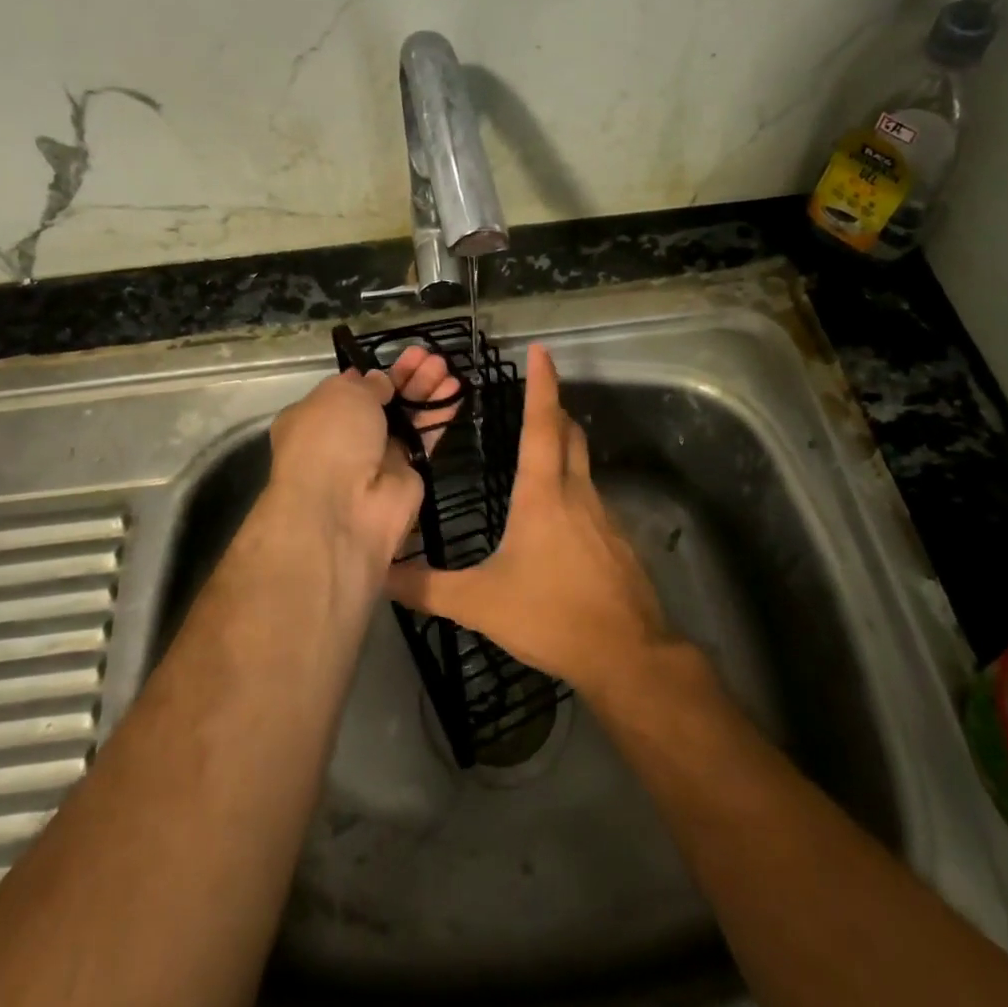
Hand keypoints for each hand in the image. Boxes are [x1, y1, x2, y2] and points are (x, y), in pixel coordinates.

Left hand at [263, 345, 459, 582]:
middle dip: (406, 377)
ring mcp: (376, 458)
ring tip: (447, 367)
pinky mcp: (406, 475)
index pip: (347, 391)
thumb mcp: (342, 394)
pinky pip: (425, 439)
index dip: (373, 374)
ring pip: (406, 417)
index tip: (396, 358)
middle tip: (430, 357)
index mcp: (315, 417)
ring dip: (426, 391)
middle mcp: (344, 438)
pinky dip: (439, 415)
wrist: (344, 508)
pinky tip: (457, 392)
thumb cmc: (331, 439)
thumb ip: (366, 383)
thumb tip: (379, 381)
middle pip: (382, 401)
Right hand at [387, 344, 670, 697]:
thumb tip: (380, 573)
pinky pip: (592, 499)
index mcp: (542, 494)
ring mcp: (603, 516)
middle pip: (570, 434)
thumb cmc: (551, 616)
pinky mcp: (618, 541)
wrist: (627, 655)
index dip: (541, 384)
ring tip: (538, 454)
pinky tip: (557, 521)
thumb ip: (426, 588)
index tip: (541, 350)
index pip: (541, 424)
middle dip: (554, 409)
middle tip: (533, 399)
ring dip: (564, 448)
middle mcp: (576, 493)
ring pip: (583, 466)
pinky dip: (573, 490)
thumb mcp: (479, 603)